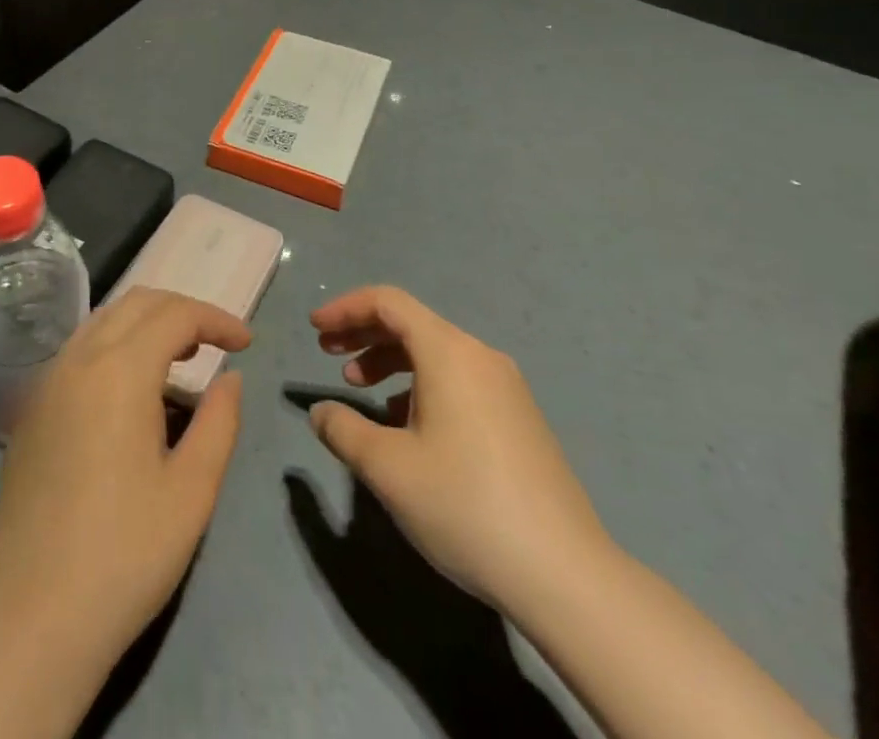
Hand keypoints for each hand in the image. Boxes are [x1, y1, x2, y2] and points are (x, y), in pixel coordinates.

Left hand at [0, 288, 251, 679]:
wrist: (34, 616)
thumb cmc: (125, 554)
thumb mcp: (192, 491)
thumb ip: (219, 421)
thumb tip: (230, 378)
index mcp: (120, 370)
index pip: (175, 315)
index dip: (216, 319)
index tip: (246, 344)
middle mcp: (79, 359)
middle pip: (137, 303)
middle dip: (183, 311)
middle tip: (217, 344)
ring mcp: (48, 381)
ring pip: (104, 320)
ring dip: (147, 324)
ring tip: (181, 360)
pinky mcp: (32, 408)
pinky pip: (81, 349)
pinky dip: (116, 345)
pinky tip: (132, 389)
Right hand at [306, 285, 611, 612]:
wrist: (564, 574)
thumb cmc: (464, 504)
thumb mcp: (387, 468)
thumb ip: (343, 430)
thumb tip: (321, 412)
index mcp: (449, 352)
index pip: (388, 303)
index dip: (346, 308)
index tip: (314, 329)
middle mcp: (479, 356)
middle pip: (412, 323)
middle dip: (364, 333)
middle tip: (328, 354)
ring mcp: (506, 387)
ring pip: (436, 353)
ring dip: (391, 361)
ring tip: (360, 388)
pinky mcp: (519, 418)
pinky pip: (458, 380)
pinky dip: (421, 385)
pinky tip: (406, 424)